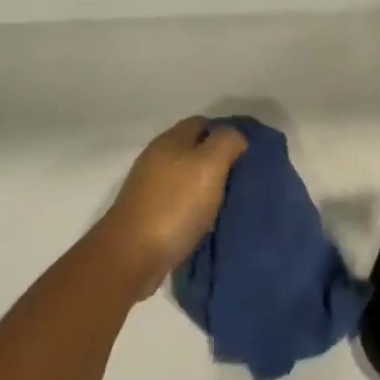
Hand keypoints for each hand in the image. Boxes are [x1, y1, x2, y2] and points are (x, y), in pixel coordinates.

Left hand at [99, 117, 247, 297]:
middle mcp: (156, 158)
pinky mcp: (148, 214)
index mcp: (170, 141)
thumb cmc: (175, 205)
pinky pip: (179, 201)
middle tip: (242, 178)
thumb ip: (226, 143)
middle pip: (193, 150)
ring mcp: (149, 187)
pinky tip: (208, 221)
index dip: (225, 133)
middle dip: (218, 161)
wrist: (132, 256)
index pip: (202, 123)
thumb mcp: (209, 165)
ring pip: (186, 177)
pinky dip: (195, 207)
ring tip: (230, 201)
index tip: (247, 153)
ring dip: (207, 186)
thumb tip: (236, 137)